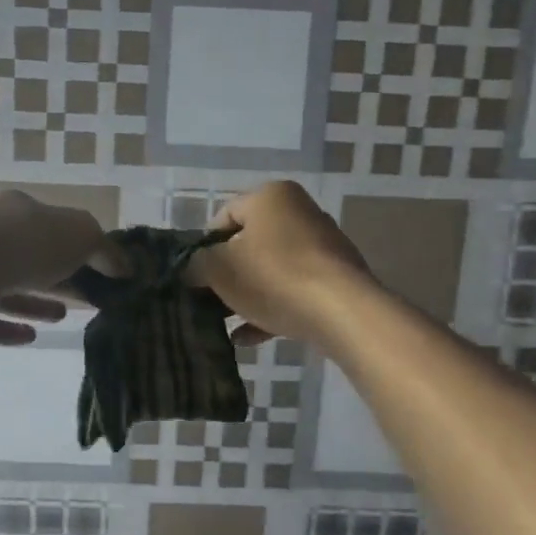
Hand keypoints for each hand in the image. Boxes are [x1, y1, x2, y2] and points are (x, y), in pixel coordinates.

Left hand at [0, 190, 113, 345]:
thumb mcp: (82, 235)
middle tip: (87, 297)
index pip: (50, 224)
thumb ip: (105, 249)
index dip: (77, 245)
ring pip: (7, 289)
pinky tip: (31, 337)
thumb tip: (125, 267)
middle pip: (30, 258)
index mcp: (16, 210)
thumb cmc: (27, 243)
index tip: (100, 269)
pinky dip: (9, 329)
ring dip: (36, 303)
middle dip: (59, 276)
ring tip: (63, 317)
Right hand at [189, 181, 373, 347]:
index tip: (195, 276)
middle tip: (208, 300)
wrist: (342, 313)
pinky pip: (293, 290)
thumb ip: (196, 264)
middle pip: (249, 243)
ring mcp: (322, 246)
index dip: (203, 246)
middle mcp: (299, 211)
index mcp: (271, 196)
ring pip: (271, 270)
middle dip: (226, 274)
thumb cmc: (273, 278)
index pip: (224, 215)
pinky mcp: (336, 278)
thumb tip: (193, 268)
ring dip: (247, 295)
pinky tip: (249, 338)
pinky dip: (270, 309)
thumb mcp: (218, 269)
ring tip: (226, 324)